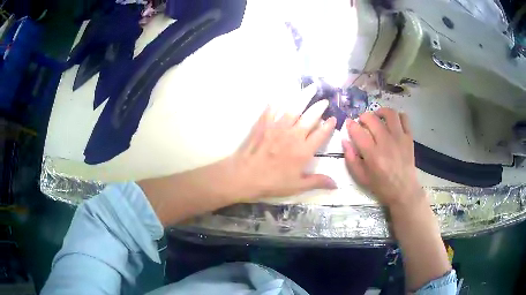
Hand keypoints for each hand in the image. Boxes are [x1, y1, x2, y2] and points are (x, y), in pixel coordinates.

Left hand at [230, 97, 336, 199]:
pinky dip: (278, 100)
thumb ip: (317, 181)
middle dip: (320, 107)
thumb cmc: (272, 183)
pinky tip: (283, 94)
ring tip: (311, 88)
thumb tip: (336, 184)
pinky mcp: (264, 123)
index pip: (321, 134)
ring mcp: (278, 127)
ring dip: (304, 97)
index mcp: (304, 150)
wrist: (245, 176)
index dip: (329, 125)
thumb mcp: (297, 186)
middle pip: (310, 117)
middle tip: (324, 101)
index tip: (333, 118)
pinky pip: (273, 108)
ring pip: (294, 108)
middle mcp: (293, 135)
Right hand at [342, 108, 424, 207]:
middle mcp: (386, 143)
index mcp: (372, 154)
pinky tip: (392, 122)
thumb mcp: (361, 177)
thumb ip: (351, 159)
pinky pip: (404, 118)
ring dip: (380, 111)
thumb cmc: (381, 186)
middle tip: (362, 122)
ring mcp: (399, 138)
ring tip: (377, 117)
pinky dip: (397, 116)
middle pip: (372, 119)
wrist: (404, 191)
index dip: (351, 125)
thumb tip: (345, 141)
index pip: (358, 131)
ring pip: (389, 114)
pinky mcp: (409, 138)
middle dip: (363, 117)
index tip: (349, 124)